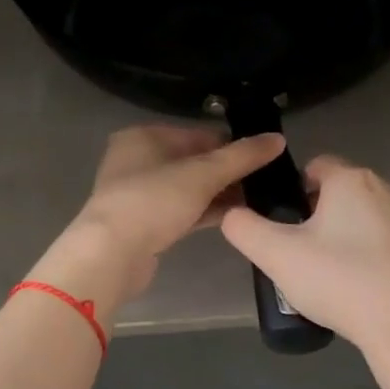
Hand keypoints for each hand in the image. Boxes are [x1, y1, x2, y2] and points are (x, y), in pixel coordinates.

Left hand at [46, 125, 285, 305]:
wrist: (111, 254)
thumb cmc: (153, 201)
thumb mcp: (202, 174)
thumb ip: (241, 156)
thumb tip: (278, 138)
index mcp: (144, 137)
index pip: (199, 134)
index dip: (232, 145)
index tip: (264, 159)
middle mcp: (137, 160)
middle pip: (194, 161)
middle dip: (228, 172)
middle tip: (265, 182)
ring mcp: (139, 194)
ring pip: (188, 188)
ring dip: (219, 194)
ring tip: (258, 200)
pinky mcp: (144, 223)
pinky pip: (182, 210)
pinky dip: (205, 211)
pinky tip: (235, 217)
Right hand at [220, 155, 389, 363]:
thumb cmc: (338, 279)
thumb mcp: (275, 254)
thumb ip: (243, 227)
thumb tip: (232, 215)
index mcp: (350, 179)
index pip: (313, 166)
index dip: (290, 191)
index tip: (279, 225)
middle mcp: (382, 188)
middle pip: (335, 191)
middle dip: (312, 215)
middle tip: (294, 252)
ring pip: (356, 216)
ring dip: (336, 235)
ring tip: (319, 273)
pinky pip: (376, 240)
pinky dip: (359, 254)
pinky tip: (348, 286)